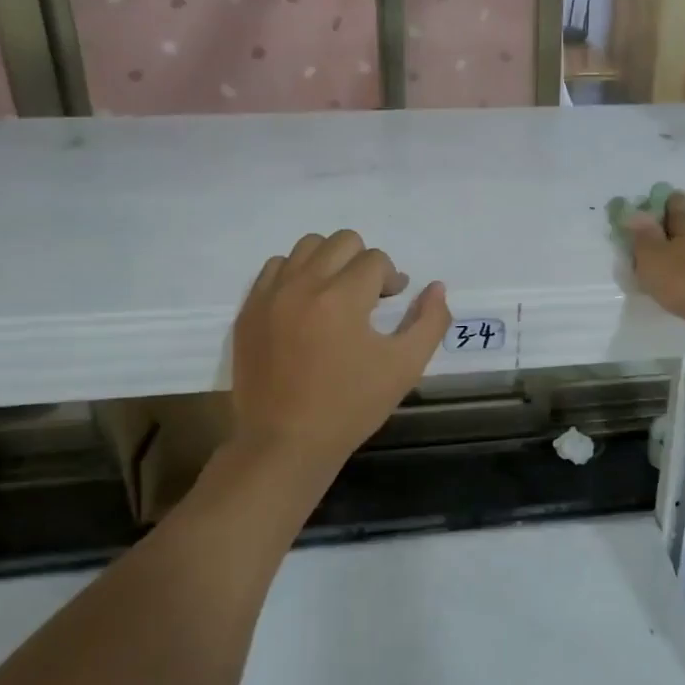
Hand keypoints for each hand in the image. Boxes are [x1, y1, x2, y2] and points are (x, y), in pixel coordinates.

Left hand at [228, 231, 449, 502]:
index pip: (375, 260)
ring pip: (305, 247)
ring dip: (328, 262)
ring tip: (335, 296)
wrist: (285, 443)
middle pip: (341, 241)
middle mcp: (302, 285)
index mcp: (342, 298)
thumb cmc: (351, 406)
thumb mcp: (405, 367)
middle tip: (368, 297)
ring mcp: (269, 296)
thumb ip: (430, 321)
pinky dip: (295, 275)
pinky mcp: (248, 311)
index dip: (391, 278)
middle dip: (363, 262)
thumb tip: (436, 287)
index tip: (392, 303)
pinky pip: (274, 269)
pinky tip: (305, 305)